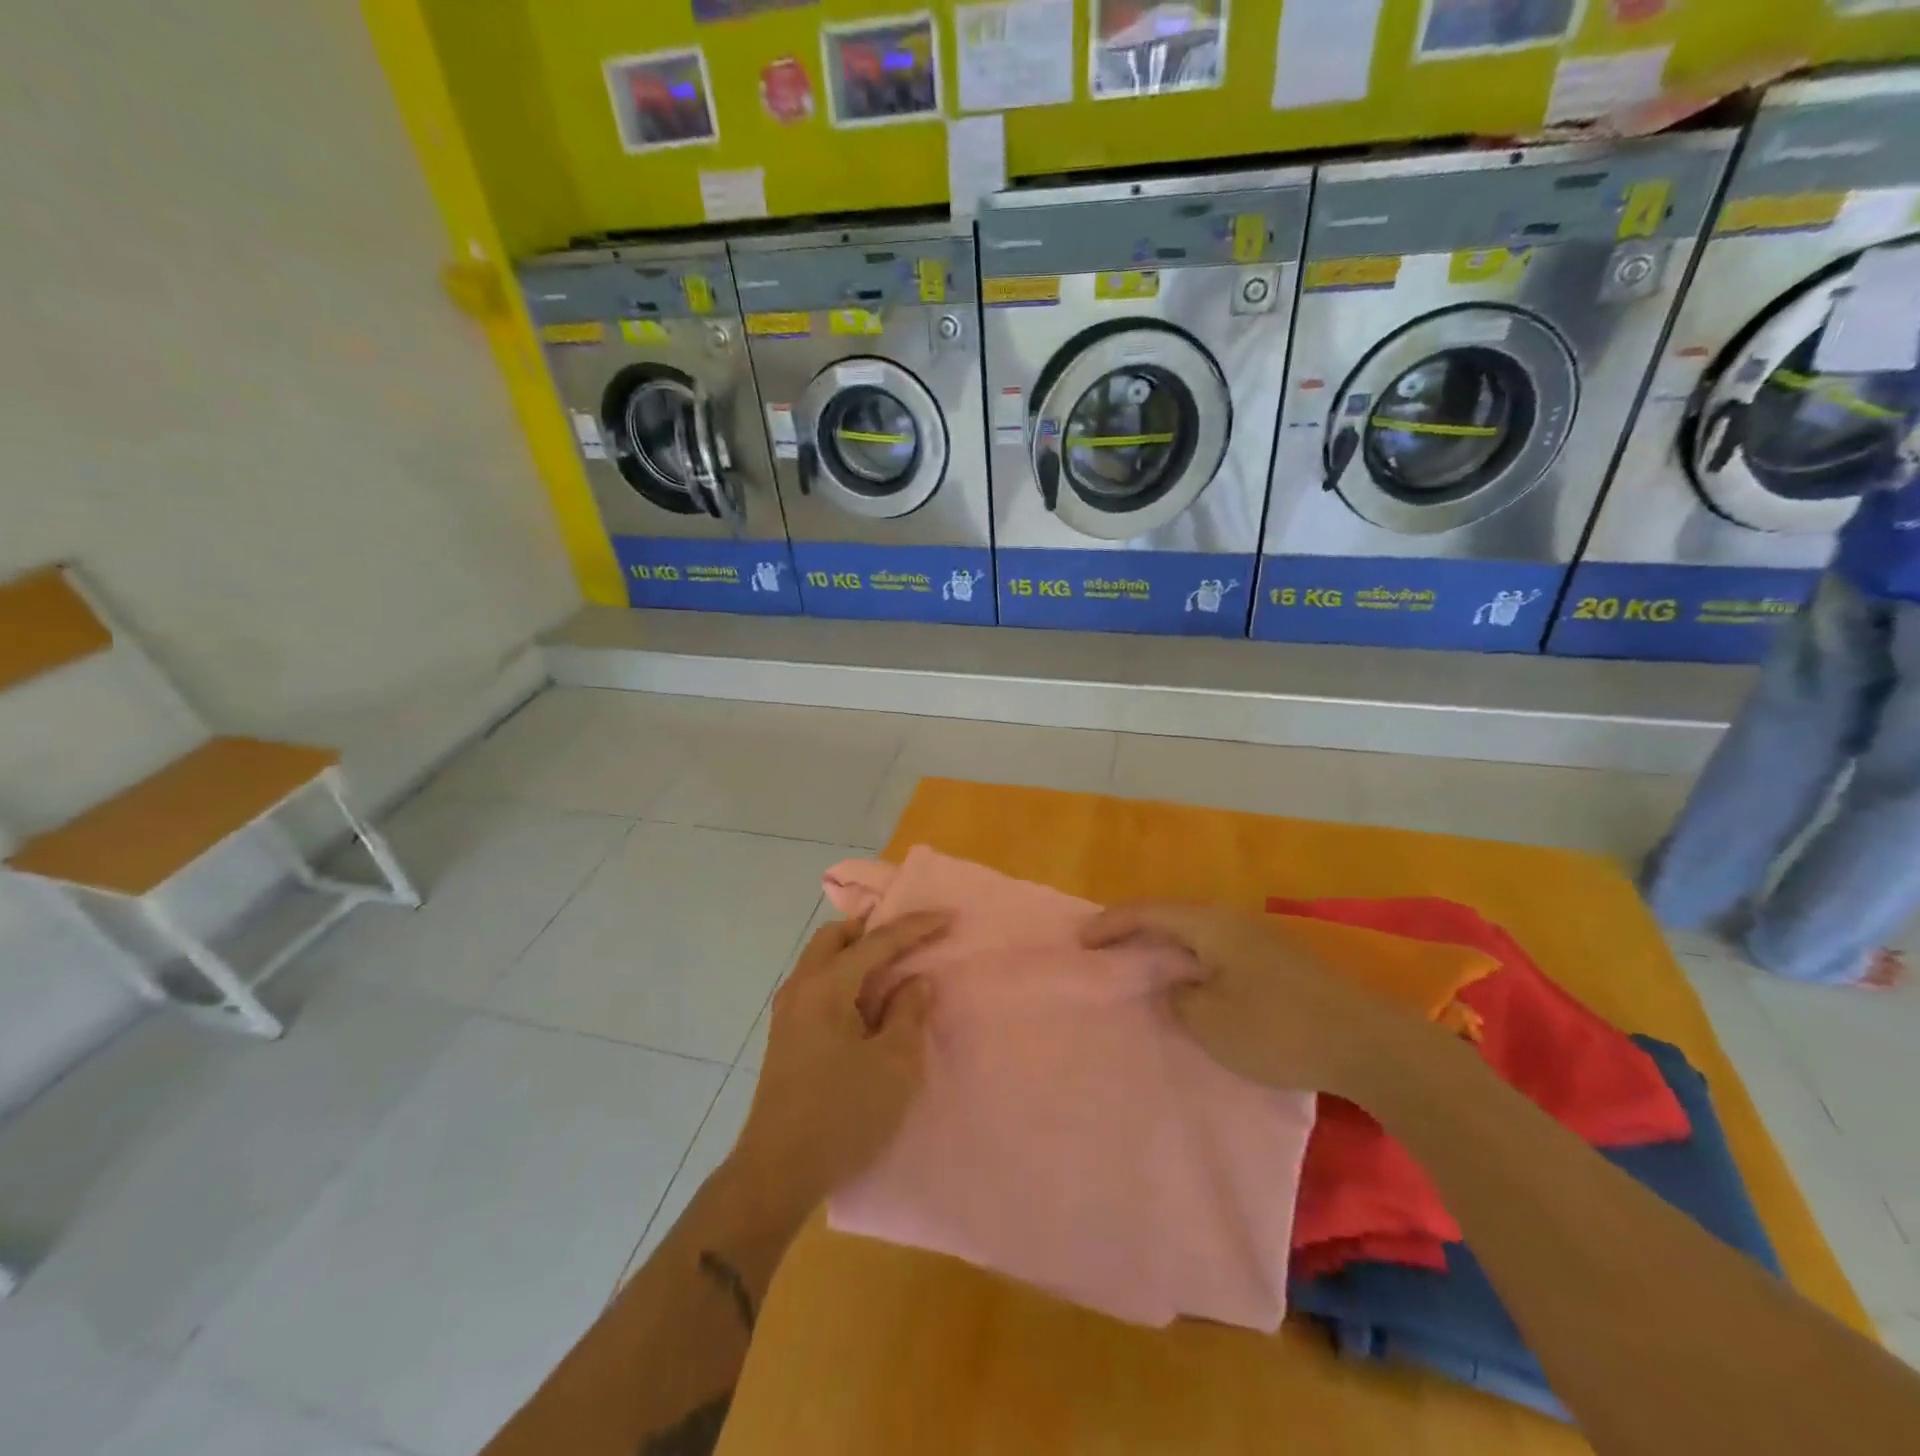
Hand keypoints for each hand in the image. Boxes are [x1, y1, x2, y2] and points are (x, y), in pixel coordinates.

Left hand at [724, 912, 948, 1231]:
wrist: (777, 1172)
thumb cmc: (842, 1115)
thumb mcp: (893, 1065)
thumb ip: (908, 1013)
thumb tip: (915, 981)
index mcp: (826, 986)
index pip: (876, 942)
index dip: (914, 927)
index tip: (946, 916)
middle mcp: (801, 987)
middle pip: (837, 937)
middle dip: (874, 930)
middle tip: (909, 938)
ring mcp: (787, 1011)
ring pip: (822, 959)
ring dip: (856, 953)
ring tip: (892, 968)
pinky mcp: (786, 1034)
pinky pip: (817, 983)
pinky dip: (843, 976)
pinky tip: (865, 1002)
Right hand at [1082, 902, 1426, 1099]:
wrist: (1370, 1045)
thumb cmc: (1278, 1029)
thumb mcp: (1210, 1021)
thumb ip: (1178, 998)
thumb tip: (1177, 987)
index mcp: (1210, 925)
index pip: (1148, 912)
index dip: (1111, 924)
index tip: (1081, 941)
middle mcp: (1233, 921)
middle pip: (1172, 916)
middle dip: (1136, 930)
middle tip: (1107, 948)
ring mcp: (1261, 939)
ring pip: (1198, 934)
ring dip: (1167, 947)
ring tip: (1143, 965)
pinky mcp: (1280, 963)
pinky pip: (1219, 951)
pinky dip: (1193, 960)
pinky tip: (1193, 982)